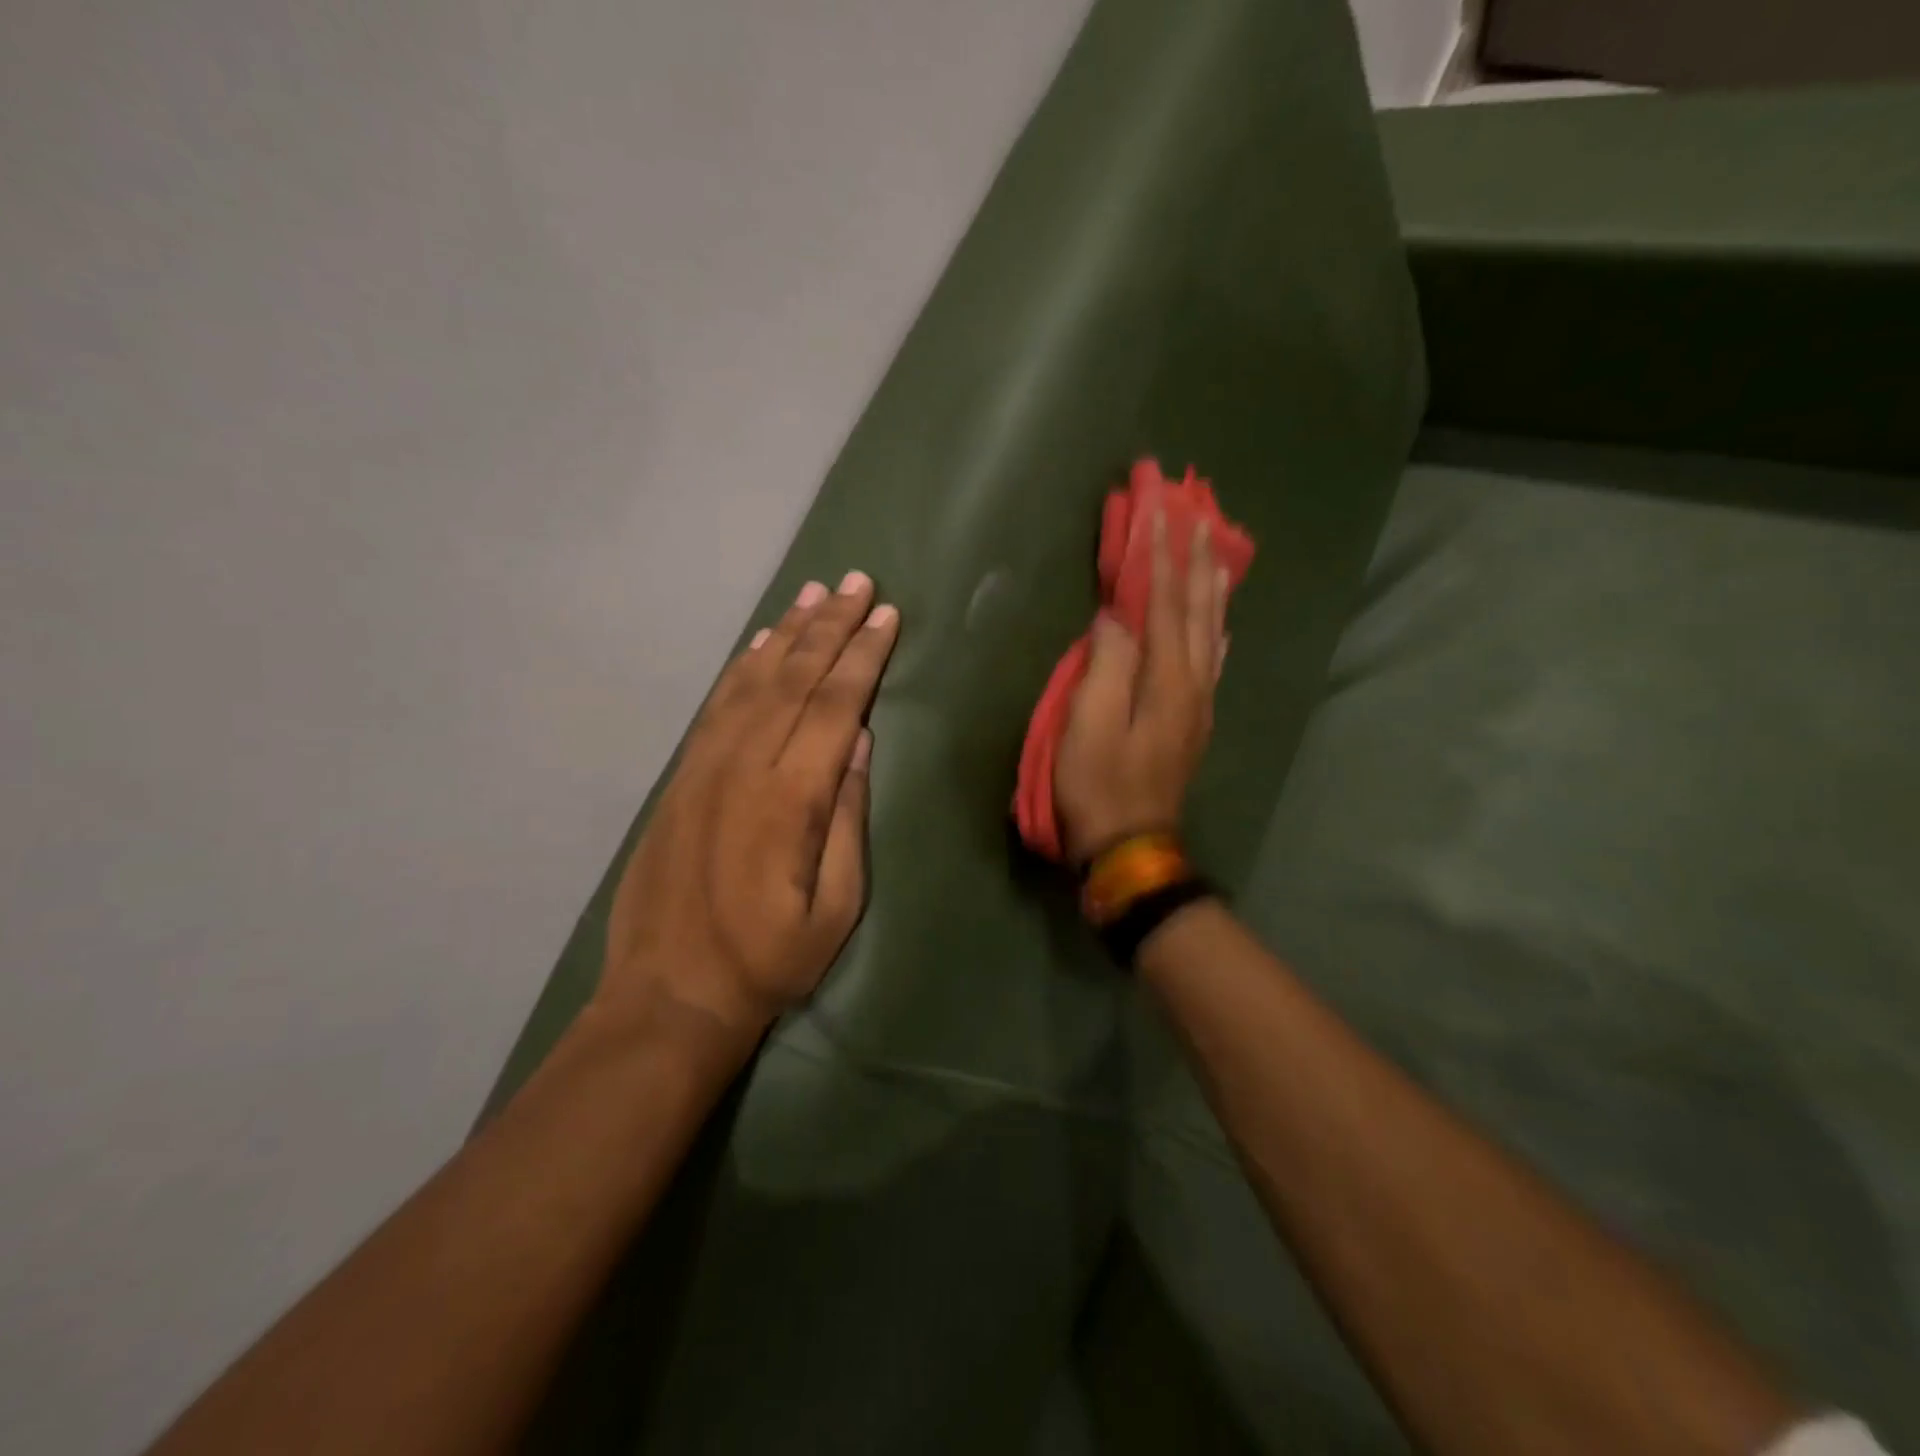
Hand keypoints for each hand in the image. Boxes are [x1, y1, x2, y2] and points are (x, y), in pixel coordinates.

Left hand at [596, 572, 899, 1047]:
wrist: (669, 993)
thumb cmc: (769, 960)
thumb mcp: (837, 907)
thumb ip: (848, 818)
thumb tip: (862, 744)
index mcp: (792, 796)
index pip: (837, 705)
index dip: (864, 655)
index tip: (886, 615)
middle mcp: (746, 765)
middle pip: (797, 678)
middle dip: (832, 626)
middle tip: (858, 582)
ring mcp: (706, 766)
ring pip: (755, 681)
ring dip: (788, 634)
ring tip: (815, 594)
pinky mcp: (682, 776)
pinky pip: (717, 705)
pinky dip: (743, 667)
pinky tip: (761, 645)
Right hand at [1054, 513, 1226, 863]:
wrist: (1129, 846)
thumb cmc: (1098, 785)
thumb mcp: (1089, 725)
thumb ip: (1107, 665)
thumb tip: (1118, 619)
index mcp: (1166, 680)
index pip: (1166, 606)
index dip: (1162, 559)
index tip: (1160, 514)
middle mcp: (1193, 684)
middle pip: (1199, 612)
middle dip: (1196, 563)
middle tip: (1199, 519)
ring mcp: (1197, 705)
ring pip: (1212, 634)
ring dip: (1212, 591)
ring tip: (1216, 556)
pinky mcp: (1192, 722)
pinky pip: (1212, 662)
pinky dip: (1217, 632)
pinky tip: (1220, 624)